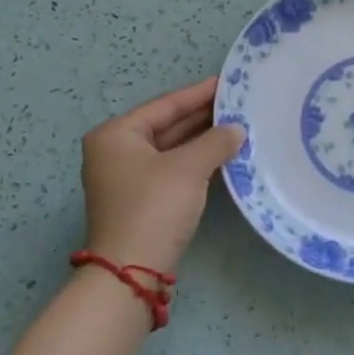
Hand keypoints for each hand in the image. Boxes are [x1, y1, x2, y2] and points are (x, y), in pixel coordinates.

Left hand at [81, 78, 244, 274]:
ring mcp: (126, 178)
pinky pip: (172, 169)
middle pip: (166, 125)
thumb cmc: (154, 207)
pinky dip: (195, 162)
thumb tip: (237, 129)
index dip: (198, 93)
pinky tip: (223, 156)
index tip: (227, 82)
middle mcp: (115, 151)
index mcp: (116, 134)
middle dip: (202, 117)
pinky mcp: (140, 200)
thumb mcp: (189, 168)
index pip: (165, 105)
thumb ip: (215, 141)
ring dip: (202, 141)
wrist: (131, 272)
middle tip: (238, 104)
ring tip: (237, 127)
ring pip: (171, 149)